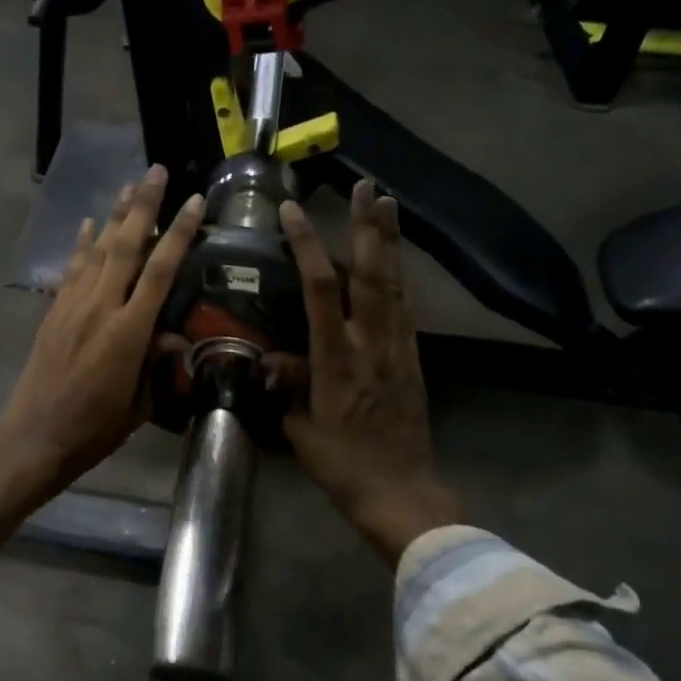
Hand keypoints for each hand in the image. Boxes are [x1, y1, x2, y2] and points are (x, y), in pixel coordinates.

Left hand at [0, 165, 205, 543]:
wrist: (34, 438)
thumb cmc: (94, 429)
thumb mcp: (139, 404)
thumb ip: (157, 364)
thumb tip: (174, 336)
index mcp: (128, 332)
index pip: (159, 270)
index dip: (179, 233)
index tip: (194, 201)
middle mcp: (100, 307)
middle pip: (125, 245)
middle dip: (143, 205)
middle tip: (156, 170)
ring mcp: (72, 305)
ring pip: (97, 249)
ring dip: (114, 215)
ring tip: (129, 184)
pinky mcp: (53, 311)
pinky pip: (70, 268)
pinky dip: (80, 242)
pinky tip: (87, 222)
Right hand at [278, 180, 457, 563]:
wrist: (401, 493)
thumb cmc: (343, 465)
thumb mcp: (300, 430)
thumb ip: (286, 386)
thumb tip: (268, 356)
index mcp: (338, 358)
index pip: (322, 289)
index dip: (307, 246)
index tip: (293, 212)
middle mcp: (372, 343)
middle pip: (372, 274)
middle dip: (368, 228)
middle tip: (366, 187)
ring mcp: (397, 348)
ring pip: (394, 284)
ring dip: (389, 242)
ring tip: (386, 204)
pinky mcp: (411, 358)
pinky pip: (404, 307)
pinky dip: (398, 275)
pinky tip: (395, 261)